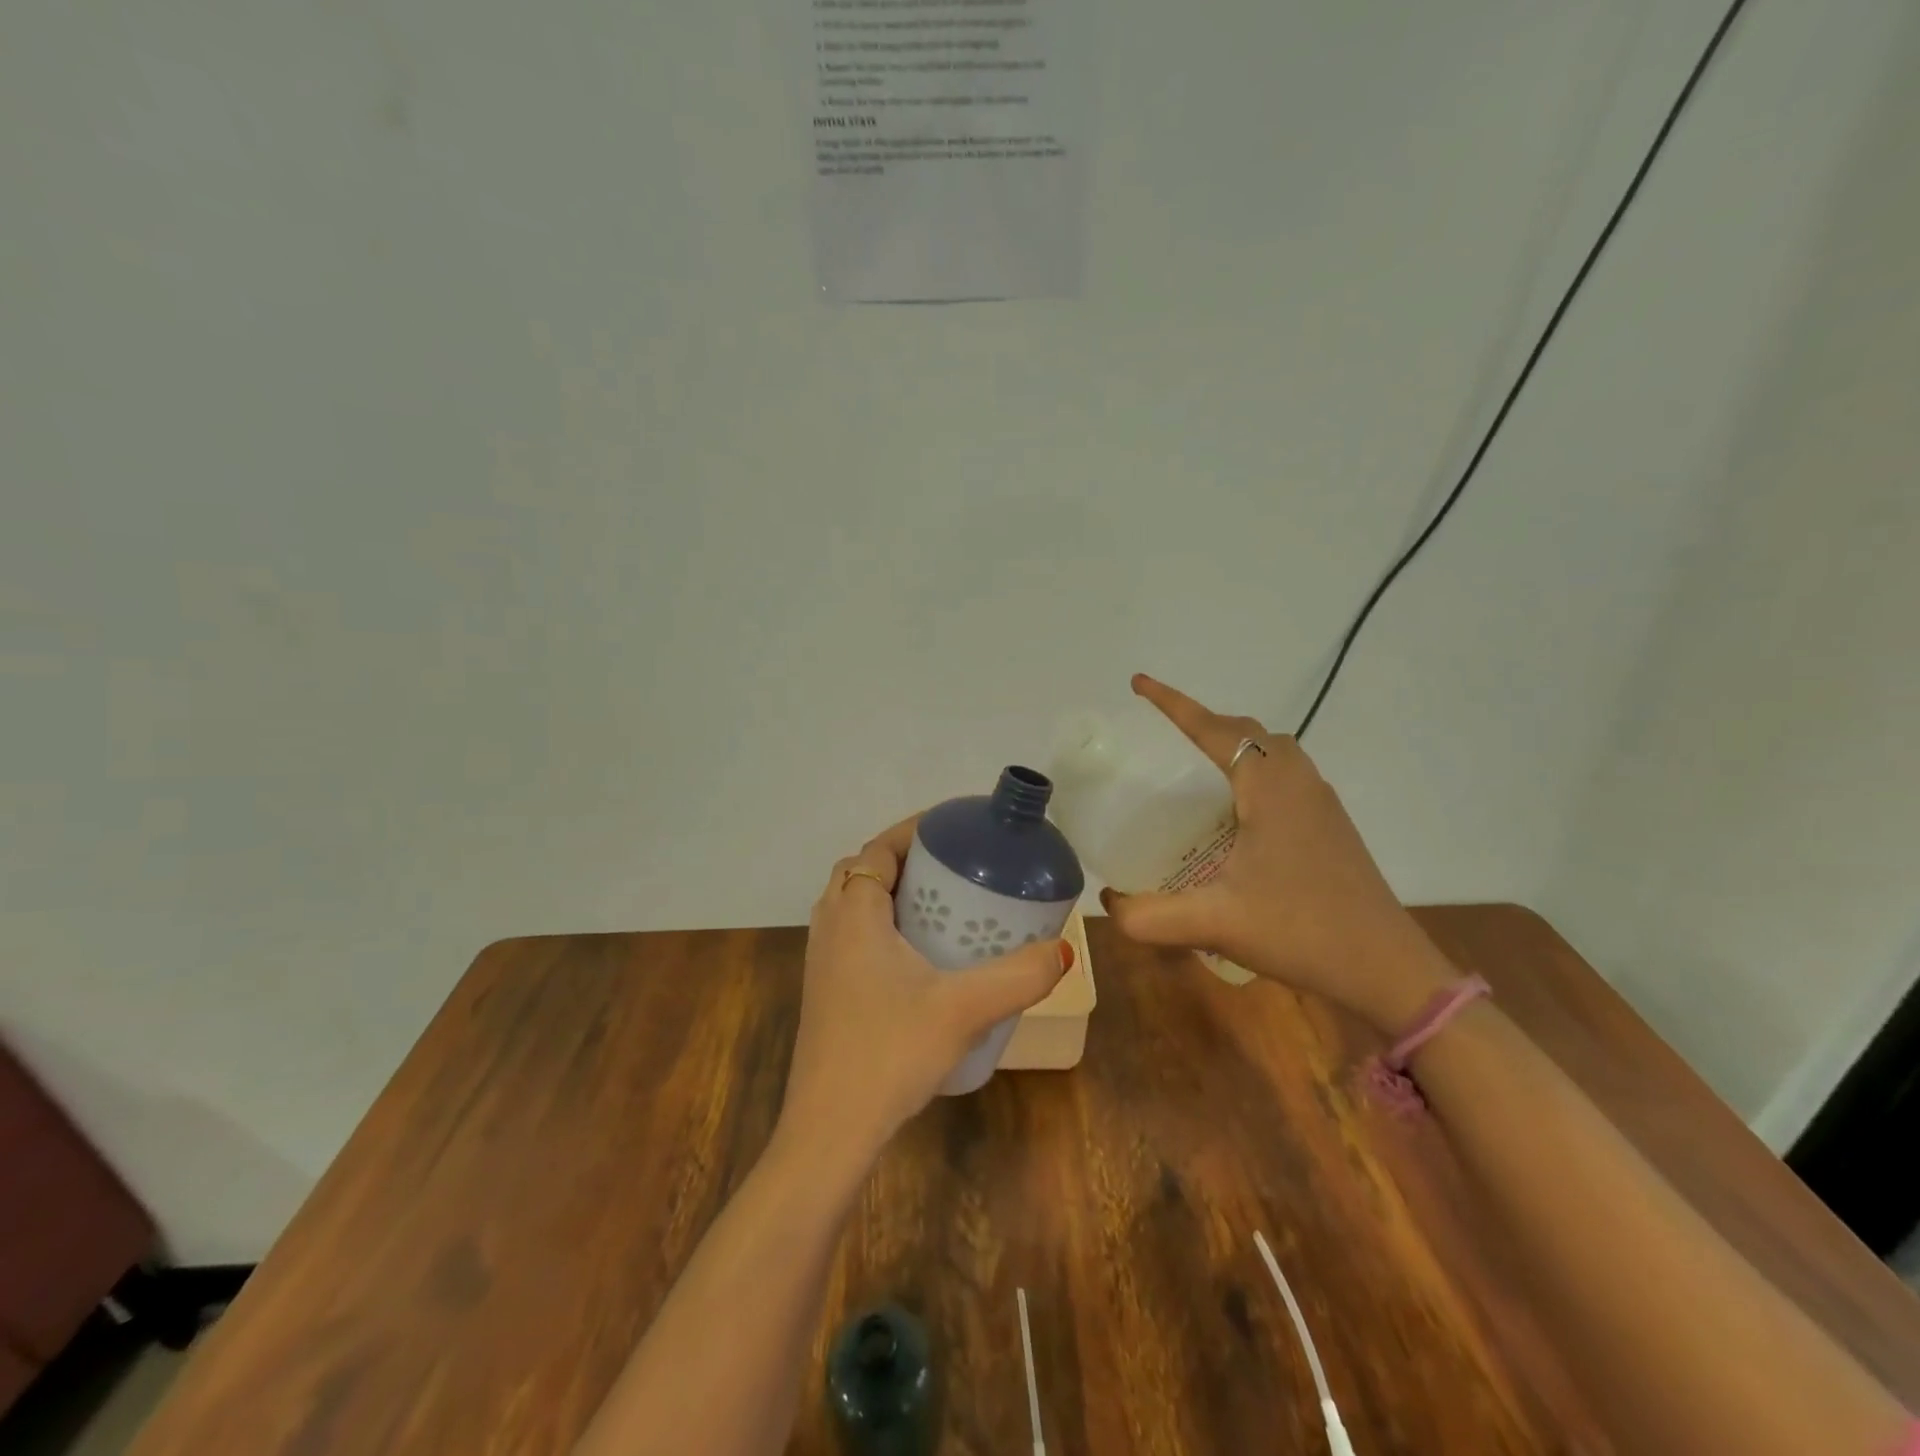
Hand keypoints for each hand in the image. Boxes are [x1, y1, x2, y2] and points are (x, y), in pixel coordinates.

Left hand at [780, 814, 1072, 1165]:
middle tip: (951, 867)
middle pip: (862, 871)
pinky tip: (918, 957)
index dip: (913, 831)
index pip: (878, 850)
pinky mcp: (825, 991)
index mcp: (855, 915)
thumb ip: (1019, 977)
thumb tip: (1063, 951)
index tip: (954, 830)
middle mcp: (830, 928)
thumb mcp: (964, 1010)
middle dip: (903, 859)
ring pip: (852, 904)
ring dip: (889, 892)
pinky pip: (851, 935)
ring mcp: (822, 962)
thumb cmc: (890, 1053)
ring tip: (939, 904)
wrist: (830, 1129)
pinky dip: (880, 925)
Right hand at [1100, 674, 1460, 1032]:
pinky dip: (1256, 770)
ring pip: (1273, 751)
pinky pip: (1287, 775)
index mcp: (1269, 788)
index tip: (1139, 683)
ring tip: (1198, 767)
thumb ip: (1149, 916)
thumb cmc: (1300, 931)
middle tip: (1165, 734)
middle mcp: (1298, 783)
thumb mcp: (1214, 923)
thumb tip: (1109, 903)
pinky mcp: (1332, 827)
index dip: (1173, 704)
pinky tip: (1239, 812)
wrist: (1385, 968)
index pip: (1213, 729)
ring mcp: (1321, 804)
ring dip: (1235, 744)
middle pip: (1247, 731)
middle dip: (1204, 722)